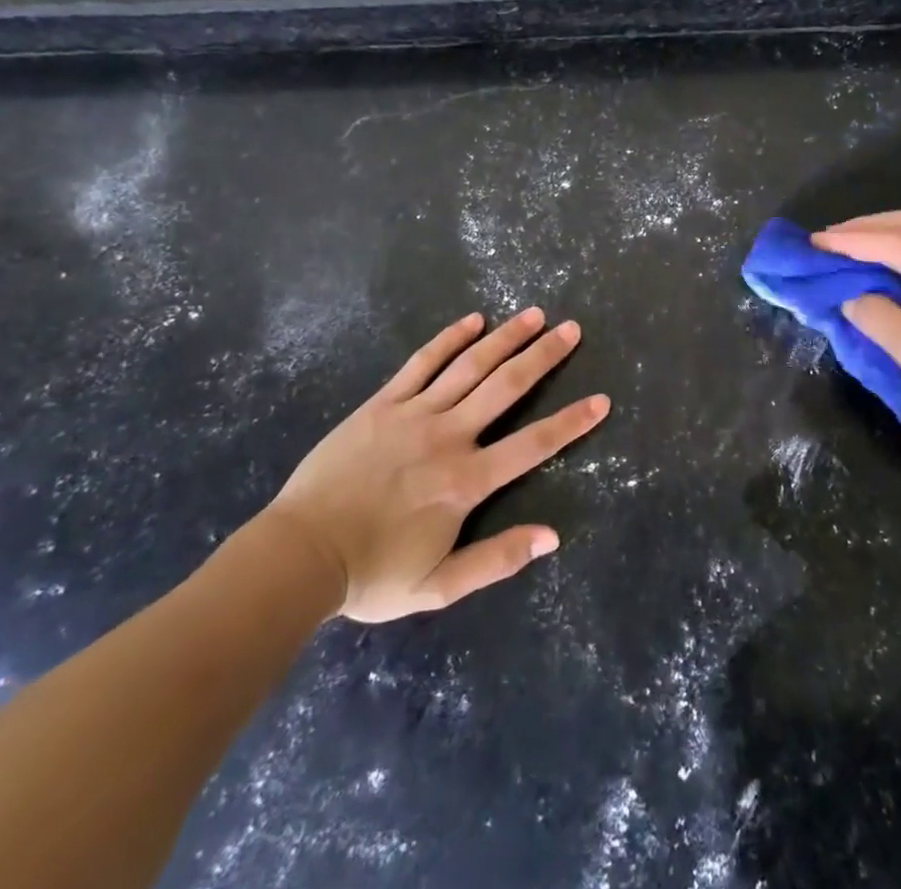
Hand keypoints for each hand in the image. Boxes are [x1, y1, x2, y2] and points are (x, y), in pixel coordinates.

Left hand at [261, 308, 608, 621]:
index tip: (601, 400)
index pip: (532, 445)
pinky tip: (473, 321)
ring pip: (469, 366)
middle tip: (571, 330)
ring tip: (534, 314)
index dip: (571, 422)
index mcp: (466, 482)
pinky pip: (422, 363)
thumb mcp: (438, 586)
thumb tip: (552, 537)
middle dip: (543, 356)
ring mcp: (414, 414)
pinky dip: (450, 339)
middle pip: (505, 387)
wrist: (299, 556)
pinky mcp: (383, 403)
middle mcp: (448, 436)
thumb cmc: (371, 575)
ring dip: (505, 338)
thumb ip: (497, 559)